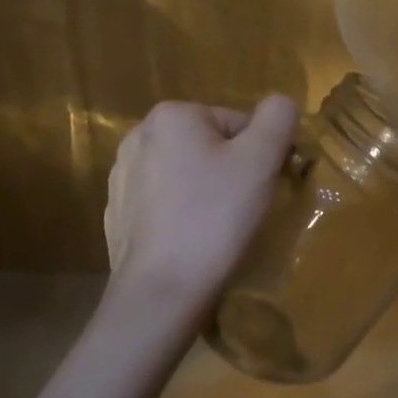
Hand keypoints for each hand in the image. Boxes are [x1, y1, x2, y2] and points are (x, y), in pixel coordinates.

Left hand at [102, 97, 298, 328]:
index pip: (237, 124)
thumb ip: (278, 118)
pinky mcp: (117, 213)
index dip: (258, 156)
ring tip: (215, 230)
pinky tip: (189, 242)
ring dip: (204, 193)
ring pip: (186, 175)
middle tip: (241, 211)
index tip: (260, 190)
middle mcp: (139, 135)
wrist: (161, 293)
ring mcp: (122, 176)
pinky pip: (163, 203)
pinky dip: (180, 216)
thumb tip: (280, 104)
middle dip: (229, 173)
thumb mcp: (260, 160)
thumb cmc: (214, 218)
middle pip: (209, 146)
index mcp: (172, 115)